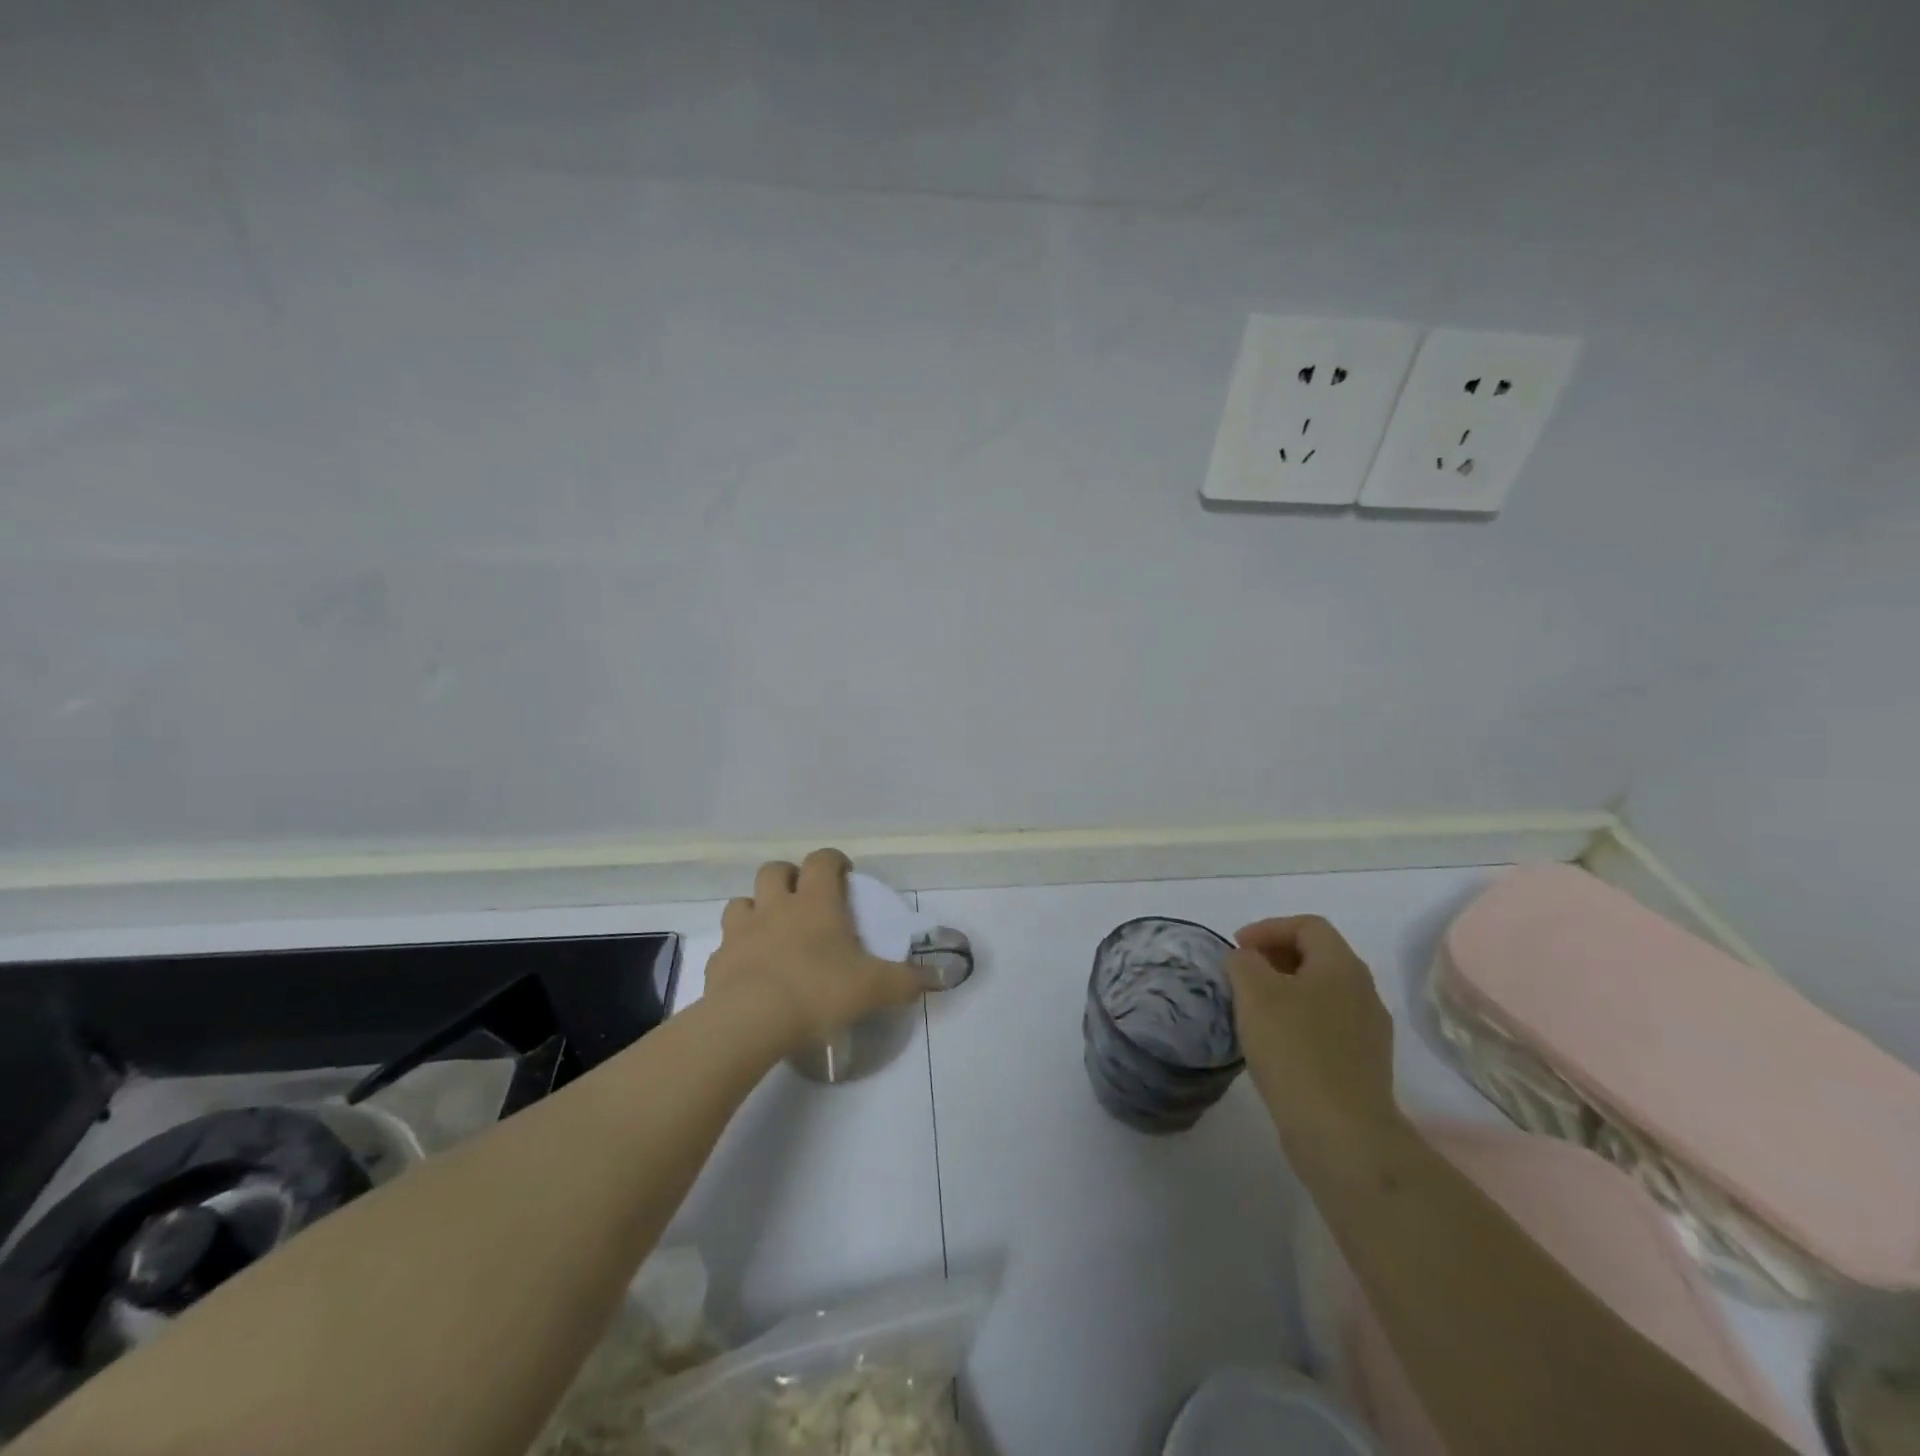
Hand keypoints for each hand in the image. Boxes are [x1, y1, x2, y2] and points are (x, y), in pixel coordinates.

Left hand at [705, 849, 924, 1050]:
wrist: (749, 1021)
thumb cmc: (818, 991)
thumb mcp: (873, 988)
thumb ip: (908, 981)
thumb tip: (942, 977)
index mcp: (815, 903)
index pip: (822, 860)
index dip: (833, 861)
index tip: (844, 876)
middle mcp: (775, 907)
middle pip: (774, 870)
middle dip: (789, 877)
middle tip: (805, 900)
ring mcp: (741, 931)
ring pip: (742, 901)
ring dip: (756, 909)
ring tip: (771, 932)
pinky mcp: (717, 960)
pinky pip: (725, 945)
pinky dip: (737, 951)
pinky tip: (749, 972)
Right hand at [1227, 915, 1399, 1154]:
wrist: (1342, 1133)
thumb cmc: (1295, 1049)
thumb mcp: (1254, 992)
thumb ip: (1243, 962)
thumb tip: (1247, 960)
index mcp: (1342, 966)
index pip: (1307, 925)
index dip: (1268, 928)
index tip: (1236, 947)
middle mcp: (1364, 992)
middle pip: (1317, 956)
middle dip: (1275, 957)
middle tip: (1241, 973)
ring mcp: (1368, 1032)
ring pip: (1322, 993)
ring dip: (1285, 991)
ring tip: (1252, 1009)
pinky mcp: (1363, 1066)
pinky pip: (1326, 1026)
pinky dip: (1297, 1021)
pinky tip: (1274, 1044)